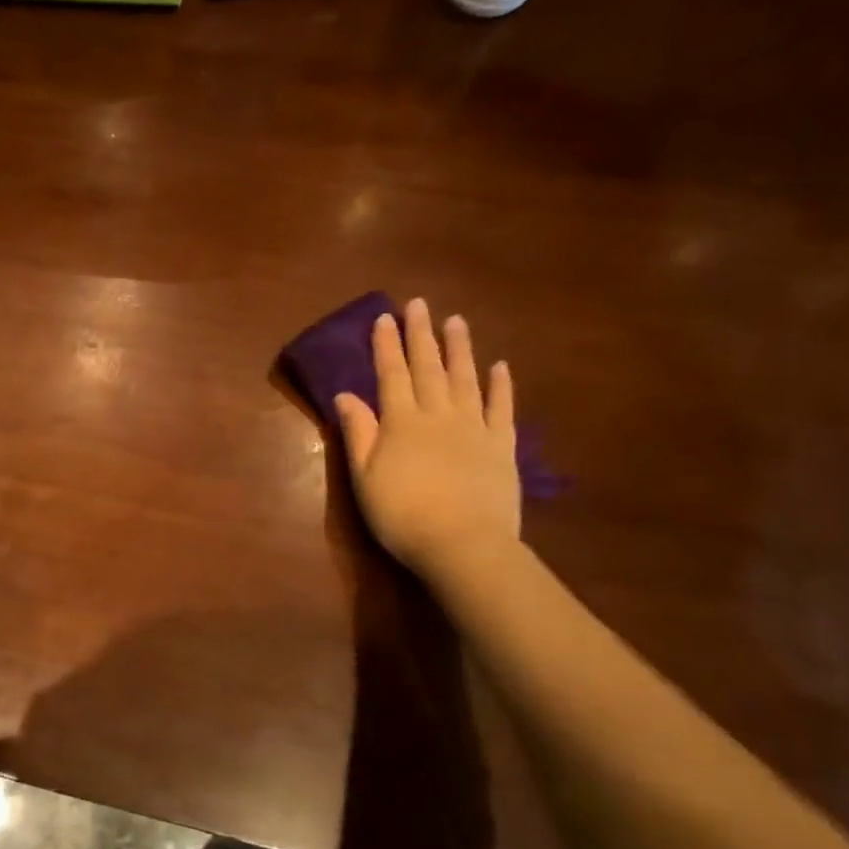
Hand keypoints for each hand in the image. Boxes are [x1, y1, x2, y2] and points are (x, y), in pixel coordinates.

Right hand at [334, 298, 520, 579]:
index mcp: (401, 422)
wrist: (463, 544)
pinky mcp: (502, 445)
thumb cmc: (401, 514)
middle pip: (428, 368)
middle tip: (419, 304)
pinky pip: (501, 407)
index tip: (384, 317)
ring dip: (459, 348)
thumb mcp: (363, 476)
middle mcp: (438, 414)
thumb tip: (346, 394)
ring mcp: (474, 427)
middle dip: (421, 335)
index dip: (386, 346)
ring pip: (465, 379)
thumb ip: (358, 432)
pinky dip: (500, 385)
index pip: (391, 374)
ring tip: (455, 321)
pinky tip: (499, 366)